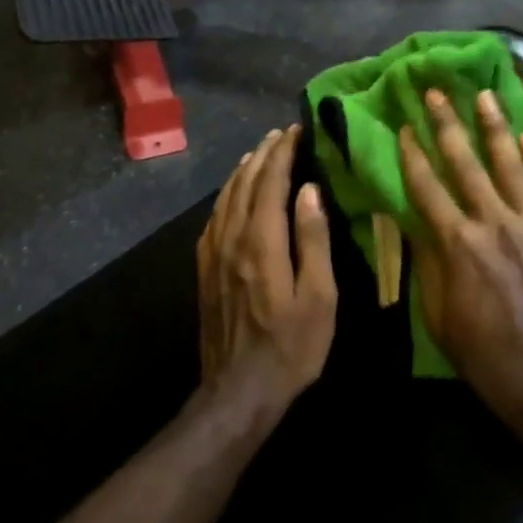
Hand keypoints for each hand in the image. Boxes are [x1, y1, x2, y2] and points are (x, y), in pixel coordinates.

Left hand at [195, 126, 336, 426]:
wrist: (238, 392)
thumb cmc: (291, 346)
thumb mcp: (319, 297)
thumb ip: (313, 239)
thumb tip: (309, 190)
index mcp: (262, 241)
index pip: (270, 181)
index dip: (283, 152)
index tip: (296, 130)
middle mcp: (232, 237)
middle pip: (245, 181)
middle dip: (264, 153)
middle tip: (281, 134)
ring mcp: (213, 252)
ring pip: (226, 195)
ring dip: (244, 168)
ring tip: (259, 152)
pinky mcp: (204, 267)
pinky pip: (215, 215)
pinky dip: (227, 193)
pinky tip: (234, 192)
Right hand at [400, 90, 522, 452]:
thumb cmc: (493, 362)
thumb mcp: (442, 321)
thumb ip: (429, 268)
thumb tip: (416, 225)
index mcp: (459, 245)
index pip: (427, 188)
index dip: (412, 155)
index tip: (403, 127)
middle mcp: (495, 223)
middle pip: (466, 163)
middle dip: (446, 125)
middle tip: (436, 91)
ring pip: (511, 164)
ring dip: (495, 127)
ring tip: (484, 95)